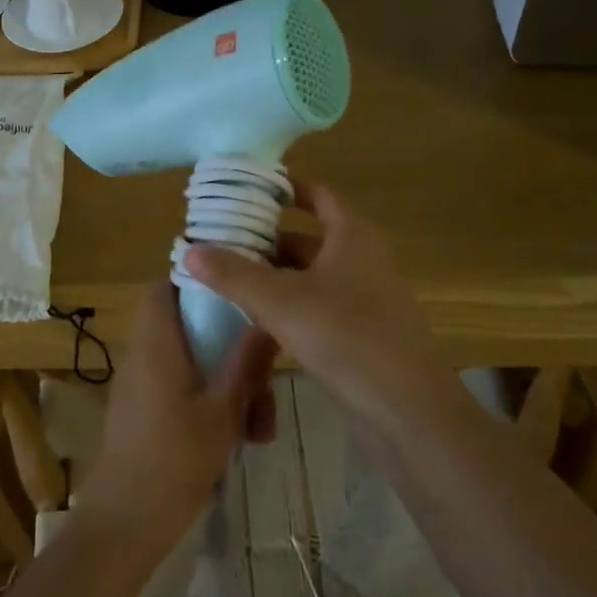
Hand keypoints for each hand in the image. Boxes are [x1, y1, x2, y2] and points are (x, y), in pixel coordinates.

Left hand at [74, 281, 277, 552]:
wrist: (125, 522)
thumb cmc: (174, 459)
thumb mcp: (223, 410)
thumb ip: (245, 362)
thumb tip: (267, 319)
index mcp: (157, 343)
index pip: (165, 287)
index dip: (198, 282)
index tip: (239, 295)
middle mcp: (144, 356)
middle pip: (189, 328)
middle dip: (232, 349)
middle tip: (265, 379)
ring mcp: (142, 385)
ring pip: (193, 364)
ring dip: (229, 384)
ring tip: (262, 427)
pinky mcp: (144, 412)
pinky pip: (182, 389)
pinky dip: (211, 403)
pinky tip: (242, 438)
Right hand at [182, 180, 448, 431]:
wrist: (407, 408)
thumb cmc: (346, 337)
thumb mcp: (280, 302)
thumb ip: (233, 274)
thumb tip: (189, 249)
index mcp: (352, 236)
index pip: (316, 195)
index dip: (283, 189)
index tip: (245, 192)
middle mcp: (361, 258)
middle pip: (306, 238)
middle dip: (265, 241)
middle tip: (220, 244)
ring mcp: (364, 297)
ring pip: (309, 275)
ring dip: (273, 276)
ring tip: (227, 281)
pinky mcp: (361, 331)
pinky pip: (317, 305)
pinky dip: (288, 304)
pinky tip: (256, 319)